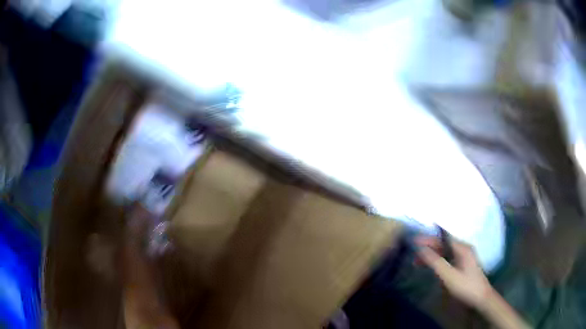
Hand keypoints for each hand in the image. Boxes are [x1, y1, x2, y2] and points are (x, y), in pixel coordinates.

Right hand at [416, 236, 493, 309]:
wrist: (481, 298)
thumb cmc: (466, 286)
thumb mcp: (449, 276)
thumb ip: (435, 262)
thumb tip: (421, 248)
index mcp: (462, 248)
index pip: (443, 237)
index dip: (428, 238)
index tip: (414, 240)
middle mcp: (463, 249)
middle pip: (443, 244)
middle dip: (428, 247)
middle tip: (413, 252)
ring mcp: (464, 257)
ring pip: (445, 252)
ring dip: (432, 255)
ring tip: (417, 261)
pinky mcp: (463, 265)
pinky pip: (448, 258)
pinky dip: (438, 261)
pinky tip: (431, 267)